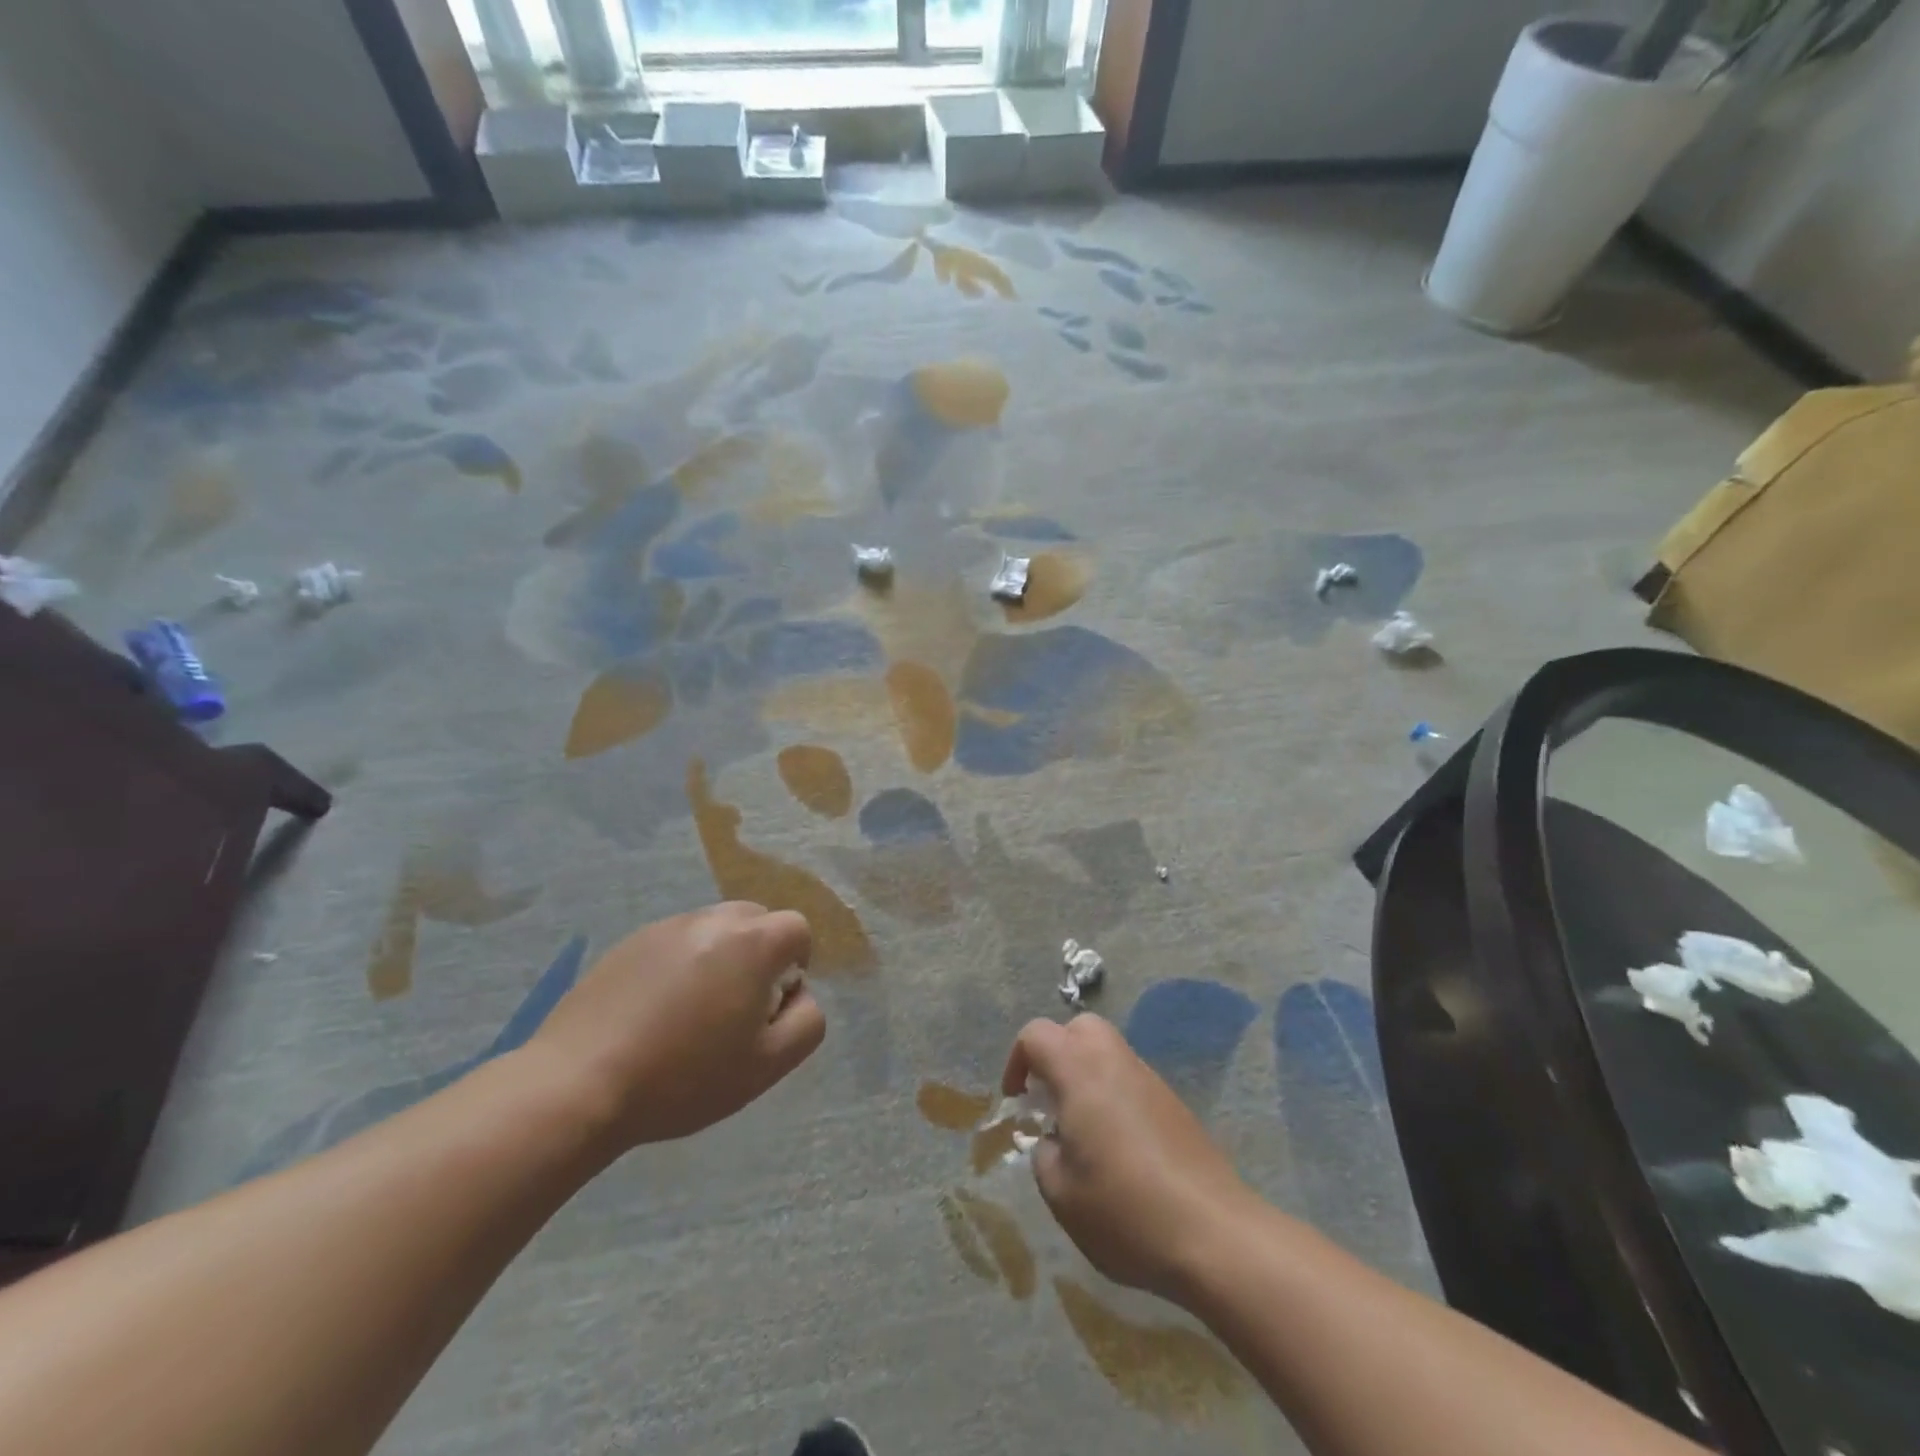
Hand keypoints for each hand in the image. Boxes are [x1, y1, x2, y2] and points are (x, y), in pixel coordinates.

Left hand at [528, 902, 824, 1153]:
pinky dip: (679, 966)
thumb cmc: (685, 1076)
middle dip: (759, 955)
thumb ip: (806, 1022)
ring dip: (719, 958)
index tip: (771, 1007)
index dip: (796, 965)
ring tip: (692, 1013)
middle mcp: (712, 920)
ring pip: (714, 929)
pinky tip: (654, 1014)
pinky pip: (674, 943)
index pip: (797, 928)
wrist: (579, 1084)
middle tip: (737, 1007)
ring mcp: (666, 927)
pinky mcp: (628, 943)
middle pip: (756, 920)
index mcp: (752, 942)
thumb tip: (799, 995)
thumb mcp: (768, 1065)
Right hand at [1002, 1015, 1256, 1301]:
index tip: (1018, 1101)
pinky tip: (1119, 1149)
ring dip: (1087, 1076)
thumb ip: (1044, 1154)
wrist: (1215, 1234)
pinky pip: (1132, 1080)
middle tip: (1049, 1101)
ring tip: (1082, 1131)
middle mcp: (1115, 1061)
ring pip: (1108, 1052)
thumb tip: (1053, 1140)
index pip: (1036, 1034)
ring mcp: (1150, 1079)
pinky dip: (1114, 1096)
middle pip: (1078, 1028)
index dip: (1017, 1061)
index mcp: (1080, 1070)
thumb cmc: (1125, 1210)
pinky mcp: (1174, 1104)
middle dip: (1056, 1054)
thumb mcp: (1061, 1193)